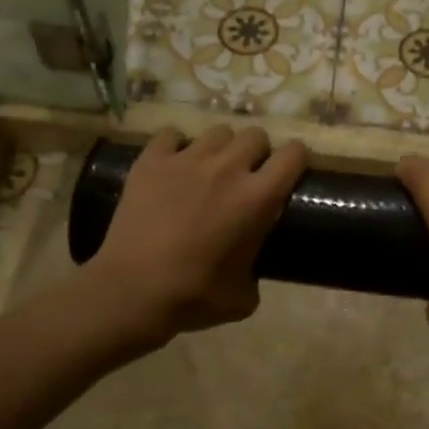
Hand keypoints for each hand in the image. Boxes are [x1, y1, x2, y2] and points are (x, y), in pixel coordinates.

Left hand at [82, 126, 306, 348]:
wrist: (131, 293)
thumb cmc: (192, 297)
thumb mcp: (243, 297)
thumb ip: (257, 270)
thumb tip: (252, 266)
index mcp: (257, 198)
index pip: (293, 155)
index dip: (297, 160)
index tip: (289, 173)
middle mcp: (227, 169)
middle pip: (256, 135)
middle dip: (257, 152)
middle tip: (247, 175)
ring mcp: (187, 160)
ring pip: (218, 132)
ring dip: (221, 148)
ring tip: (210, 169)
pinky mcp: (151, 161)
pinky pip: (171, 134)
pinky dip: (176, 146)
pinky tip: (173, 165)